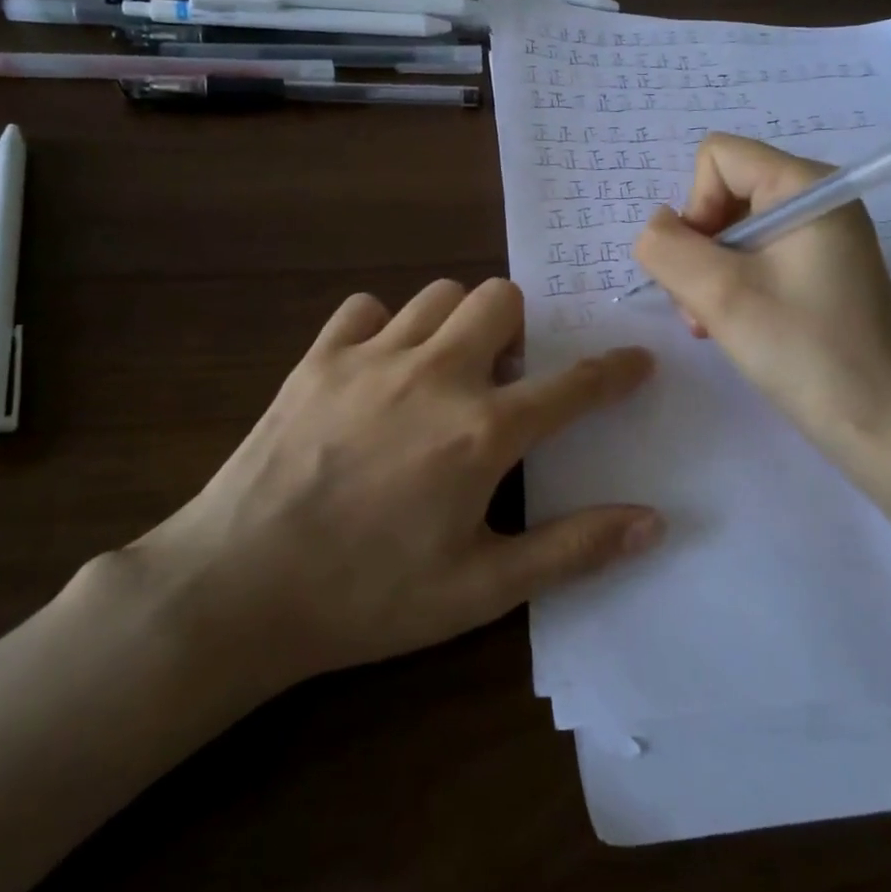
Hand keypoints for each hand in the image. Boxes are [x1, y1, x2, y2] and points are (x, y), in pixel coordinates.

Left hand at [125, 279, 659, 690]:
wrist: (238, 587)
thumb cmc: (368, 597)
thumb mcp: (481, 590)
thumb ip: (572, 549)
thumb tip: (652, 522)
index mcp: (482, 432)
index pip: (573, 384)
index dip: (615, 369)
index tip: (637, 358)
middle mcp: (435, 375)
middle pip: (500, 299)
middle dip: (518, 329)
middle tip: (504, 377)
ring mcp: (371, 357)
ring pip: (438, 294)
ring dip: (456, 323)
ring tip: (444, 370)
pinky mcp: (317, 358)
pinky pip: (365, 309)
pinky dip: (383, 326)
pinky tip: (378, 368)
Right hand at [633, 133, 890, 492]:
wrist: (883, 427)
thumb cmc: (806, 352)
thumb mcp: (721, 295)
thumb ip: (667, 249)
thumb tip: (654, 229)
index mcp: (805, 186)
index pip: (717, 157)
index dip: (694, 206)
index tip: (705, 266)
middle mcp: (815, 202)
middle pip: (722, 194)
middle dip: (698, 249)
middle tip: (702, 306)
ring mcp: (820, 239)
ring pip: (731, 233)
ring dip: (708, 277)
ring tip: (713, 325)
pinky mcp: (818, 274)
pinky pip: (754, 260)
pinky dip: (731, 290)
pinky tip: (731, 329)